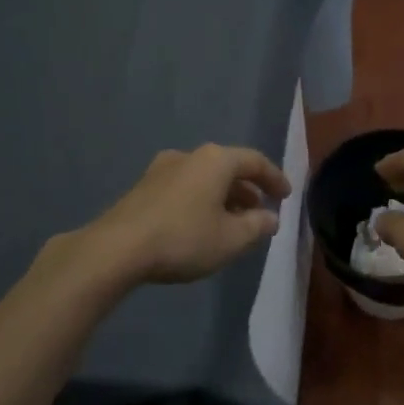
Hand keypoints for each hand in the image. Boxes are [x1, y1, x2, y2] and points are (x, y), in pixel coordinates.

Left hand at [83, 145, 291, 285]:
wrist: (117, 249)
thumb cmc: (183, 238)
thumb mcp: (231, 239)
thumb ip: (257, 226)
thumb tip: (271, 217)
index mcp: (215, 160)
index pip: (255, 161)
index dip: (274, 178)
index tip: (286, 196)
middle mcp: (189, 155)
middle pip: (228, 167)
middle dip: (248, 190)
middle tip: (261, 211)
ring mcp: (162, 169)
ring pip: (204, 178)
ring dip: (224, 197)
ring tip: (233, 222)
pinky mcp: (143, 188)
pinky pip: (185, 188)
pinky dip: (201, 201)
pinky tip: (202, 225)